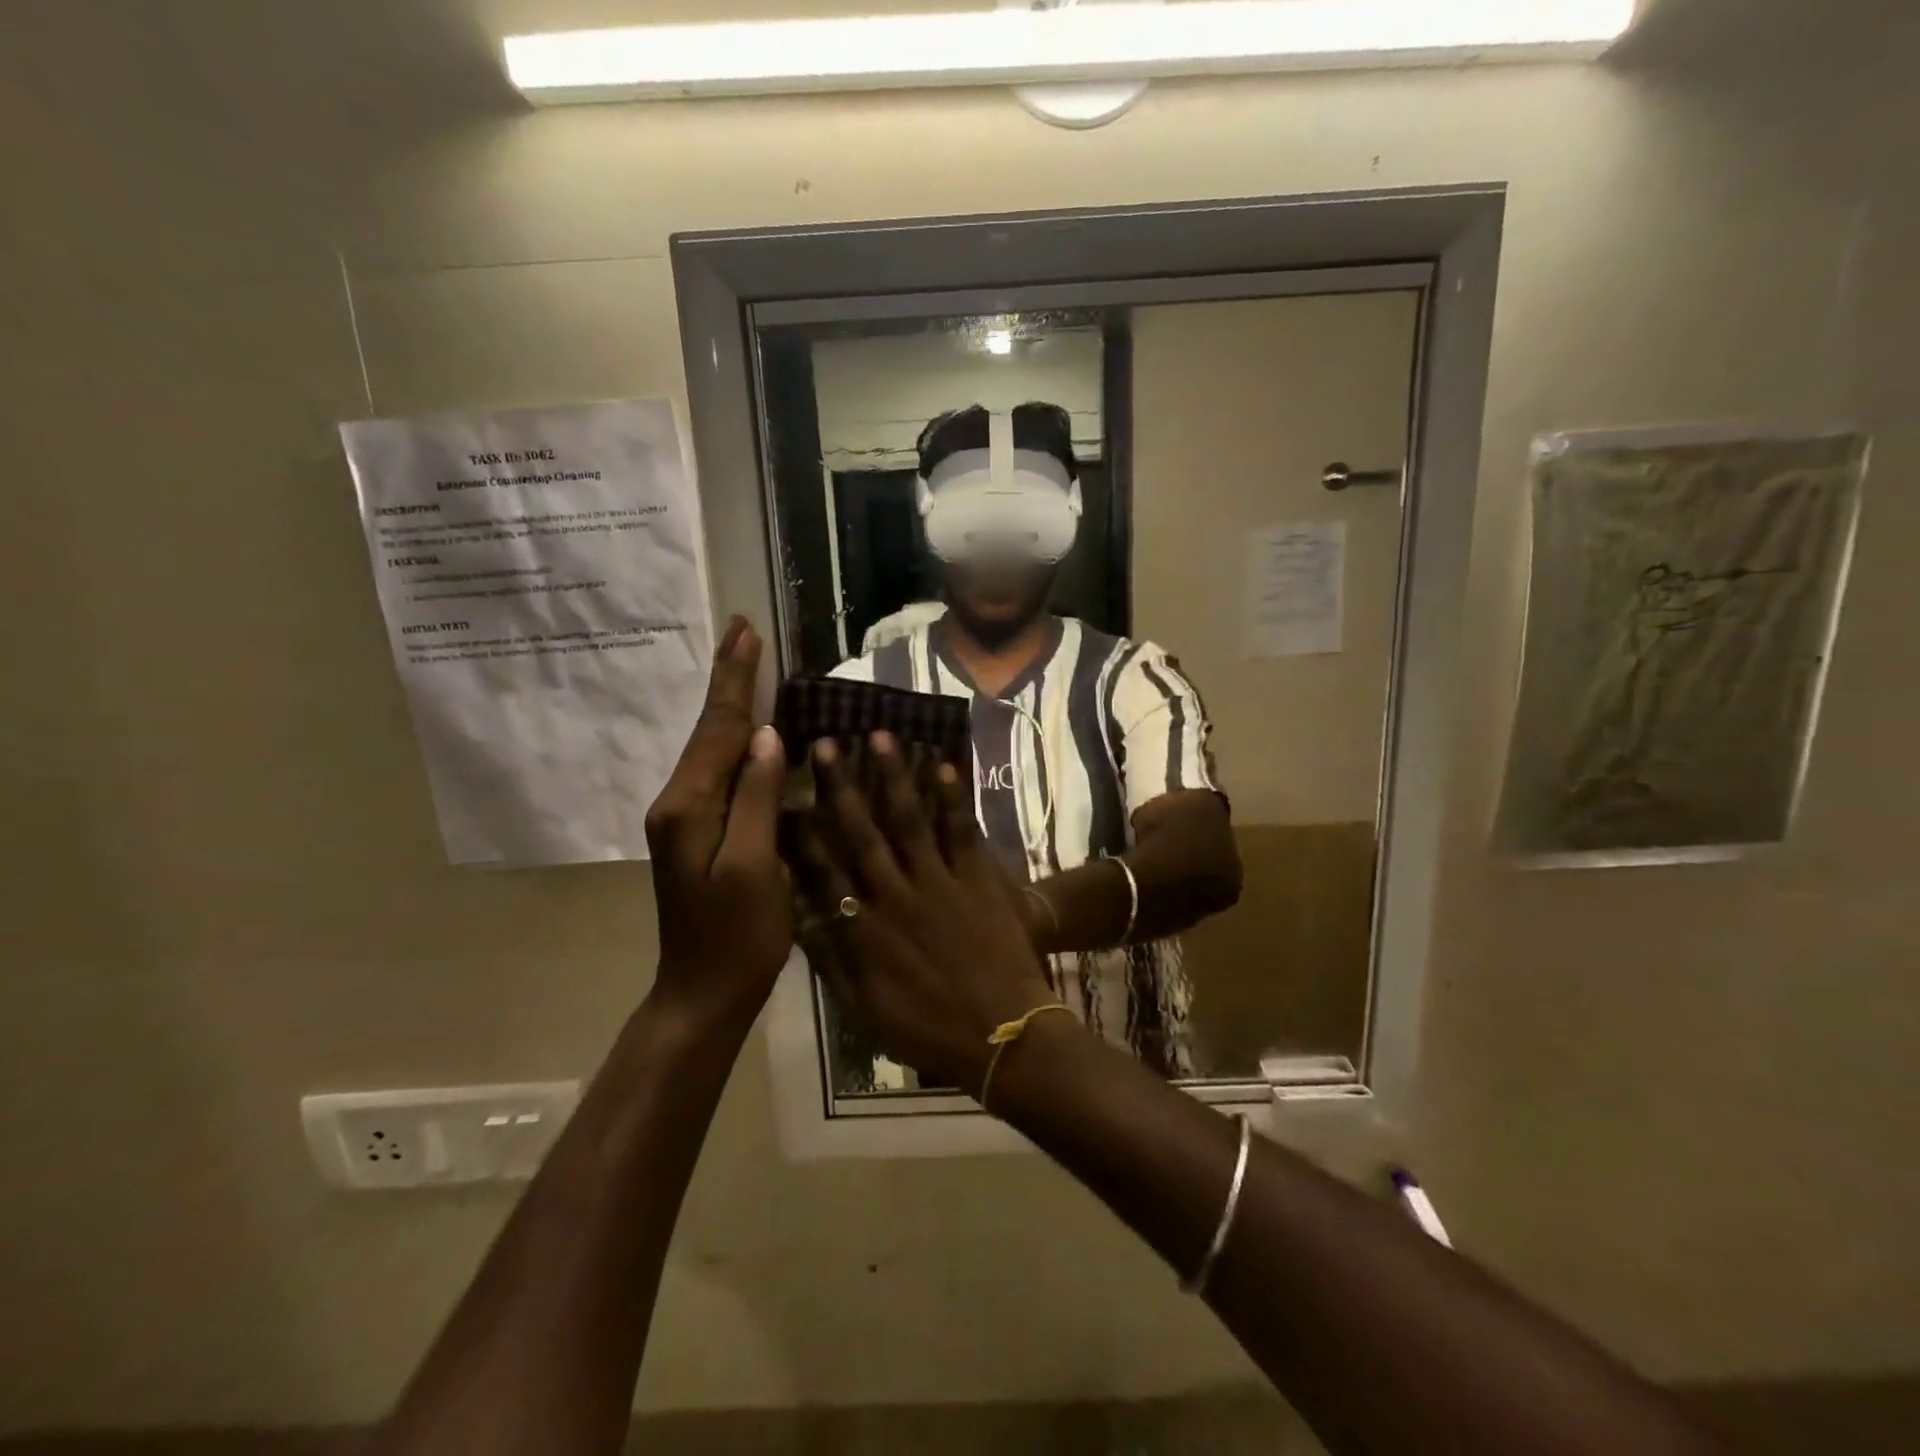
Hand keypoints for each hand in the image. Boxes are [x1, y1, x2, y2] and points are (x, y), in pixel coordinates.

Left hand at [644, 617, 789, 1030]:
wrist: (702, 993)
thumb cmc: (737, 937)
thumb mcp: (755, 868)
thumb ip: (758, 799)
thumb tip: (767, 737)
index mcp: (690, 806)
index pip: (718, 728)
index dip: (736, 680)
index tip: (746, 631)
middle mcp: (678, 802)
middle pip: (708, 730)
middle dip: (728, 679)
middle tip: (742, 631)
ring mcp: (684, 818)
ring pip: (711, 748)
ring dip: (731, 704)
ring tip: (747, 665)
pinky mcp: (697, 832)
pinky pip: (719, 772)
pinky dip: (735, 739)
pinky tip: (751, 731)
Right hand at [789, 732, 1059, 1093]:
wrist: (1003, 1035)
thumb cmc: (928, 1029)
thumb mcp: (863, 1010)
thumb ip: (830, 962)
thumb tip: (799, 918)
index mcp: (864, 930)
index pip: (824, 870)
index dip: (804, 831)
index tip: (786, 795)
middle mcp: (895, 895)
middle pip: (862, 832)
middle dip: (841, 786)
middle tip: (826, 743)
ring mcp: (938, 881)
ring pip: (909, 819)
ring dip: (893, 776)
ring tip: (879, 736)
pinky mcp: (977, 878)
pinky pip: (961, 830)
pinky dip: (952, 797)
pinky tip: (941, 764)